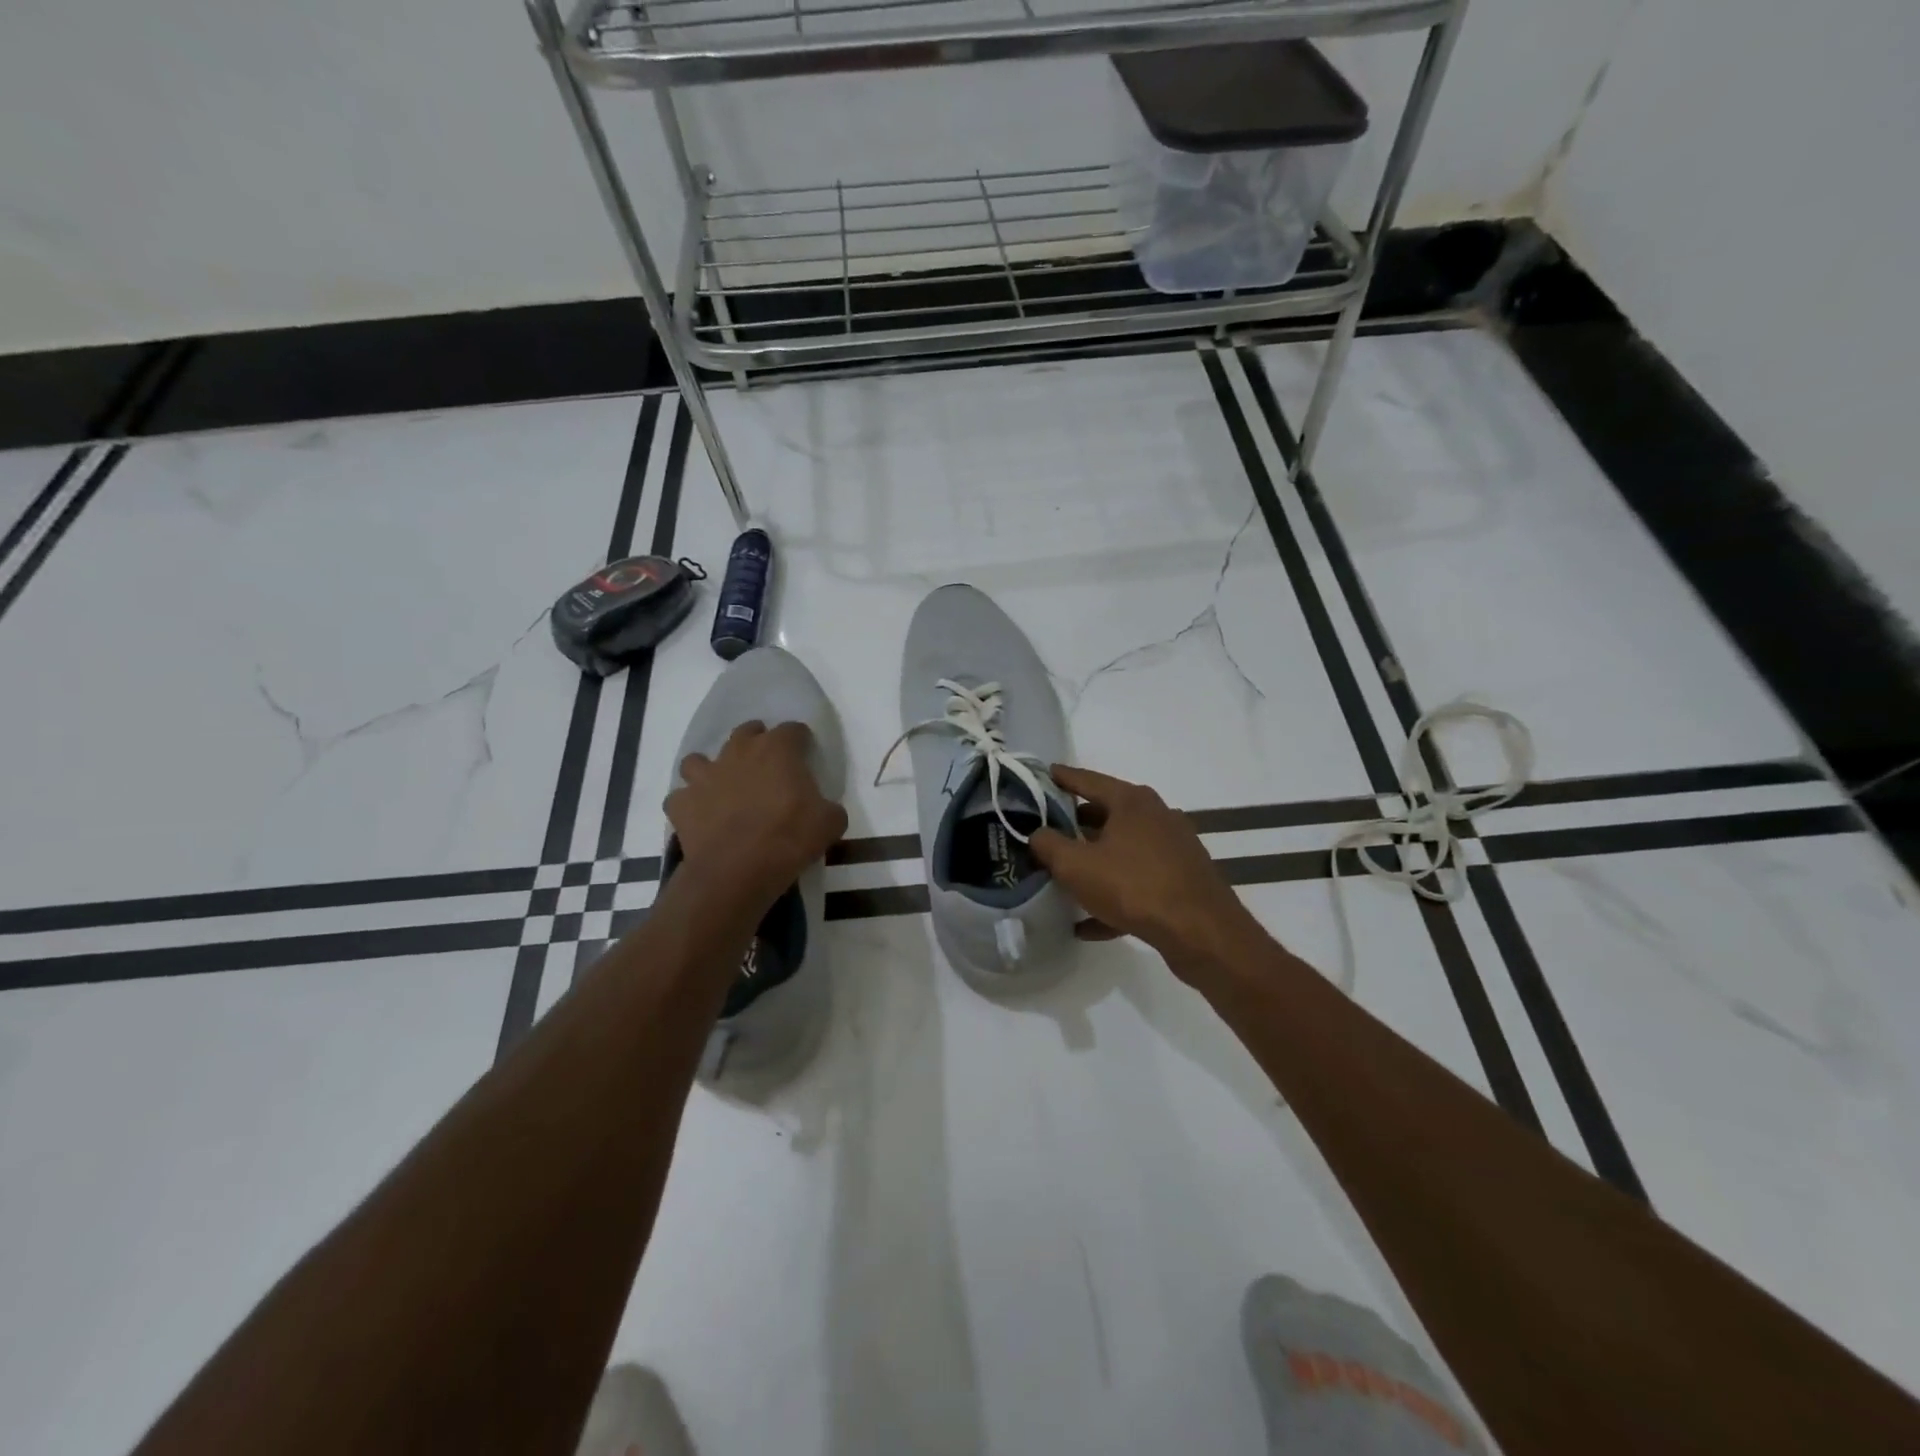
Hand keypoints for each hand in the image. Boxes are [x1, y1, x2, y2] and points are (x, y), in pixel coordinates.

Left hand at [666, 721, 846, 905]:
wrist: (738, 871)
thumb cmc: (789, 838)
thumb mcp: (831, 823)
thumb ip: (829, 807)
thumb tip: (825, 810)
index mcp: (777, 750)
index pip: (793, 730)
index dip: (801, 741)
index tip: (806, 755)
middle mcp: (738, 753)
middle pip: (746, 732)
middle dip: (756, 742)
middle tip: (766, 765)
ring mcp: (704, 776)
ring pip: (699, 760)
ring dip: (711, 770)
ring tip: (722, 788)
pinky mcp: (681, 804)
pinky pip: (681, 798)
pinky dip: (689, 805)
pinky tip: (700, 817)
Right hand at [1030, 765, 1262, 972]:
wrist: (1201, 932)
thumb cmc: (1133, 887)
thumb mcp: (1076, 866)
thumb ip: (1049, 845)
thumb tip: (1037, 833)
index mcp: (1132, 801)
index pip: (1088, 780)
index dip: (1062, 778)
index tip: (1044, 774)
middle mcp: (1156, 816)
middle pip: (1108, 813)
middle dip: (1077, 823)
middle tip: (1049, 830)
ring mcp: (1173, 848)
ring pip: (1123, 850)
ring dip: (1096, 862)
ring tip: (1067, 876)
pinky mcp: (1182, 879)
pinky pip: (1138, 882)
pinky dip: (1114, 895)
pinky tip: (1089, 924)